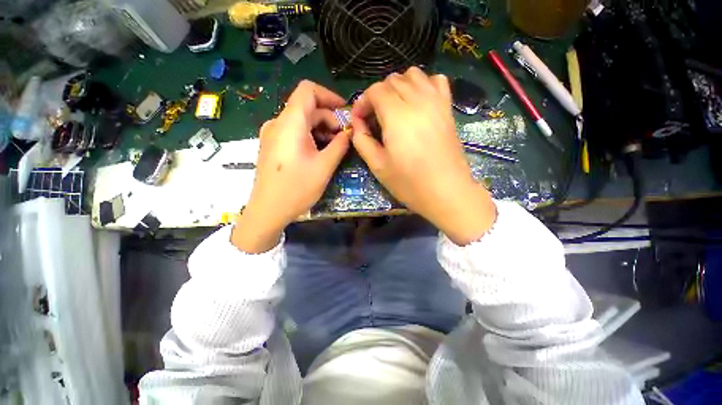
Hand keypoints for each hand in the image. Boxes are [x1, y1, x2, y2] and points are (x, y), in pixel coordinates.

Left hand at [232, 81, 349, 252]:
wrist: (268, 211)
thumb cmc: (296, 189)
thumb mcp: (324, 166)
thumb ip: (340, 145)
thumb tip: (350, 132)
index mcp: (289, 123)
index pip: (308, 90)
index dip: (329, 96)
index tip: (345, 112)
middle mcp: (278, 123)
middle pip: (307, 107)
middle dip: (329, 118)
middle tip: (344, 137)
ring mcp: (273, 134)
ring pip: (302, 121)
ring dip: (321, 129)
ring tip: (335, 147)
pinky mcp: (273, 145)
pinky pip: (295, 132)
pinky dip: (311, 136)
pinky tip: (320, 152)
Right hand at [351, 67, 495, 244]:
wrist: (447, 192)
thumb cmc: (409, 183)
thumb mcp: (377, 166)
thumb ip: (362, 141)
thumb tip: (358, 124)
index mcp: (397, 116)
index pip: (375, 90)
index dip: (362, 103)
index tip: (359, 121)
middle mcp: (417, 101)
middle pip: (392, 80)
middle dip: (377, 95)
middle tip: (375, 119)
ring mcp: (436, 102)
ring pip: (413, 74)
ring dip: (398, 87)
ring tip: (394, 109)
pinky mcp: (448, 109)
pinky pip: (436, 81)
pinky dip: (423, 85)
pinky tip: (418, 103)